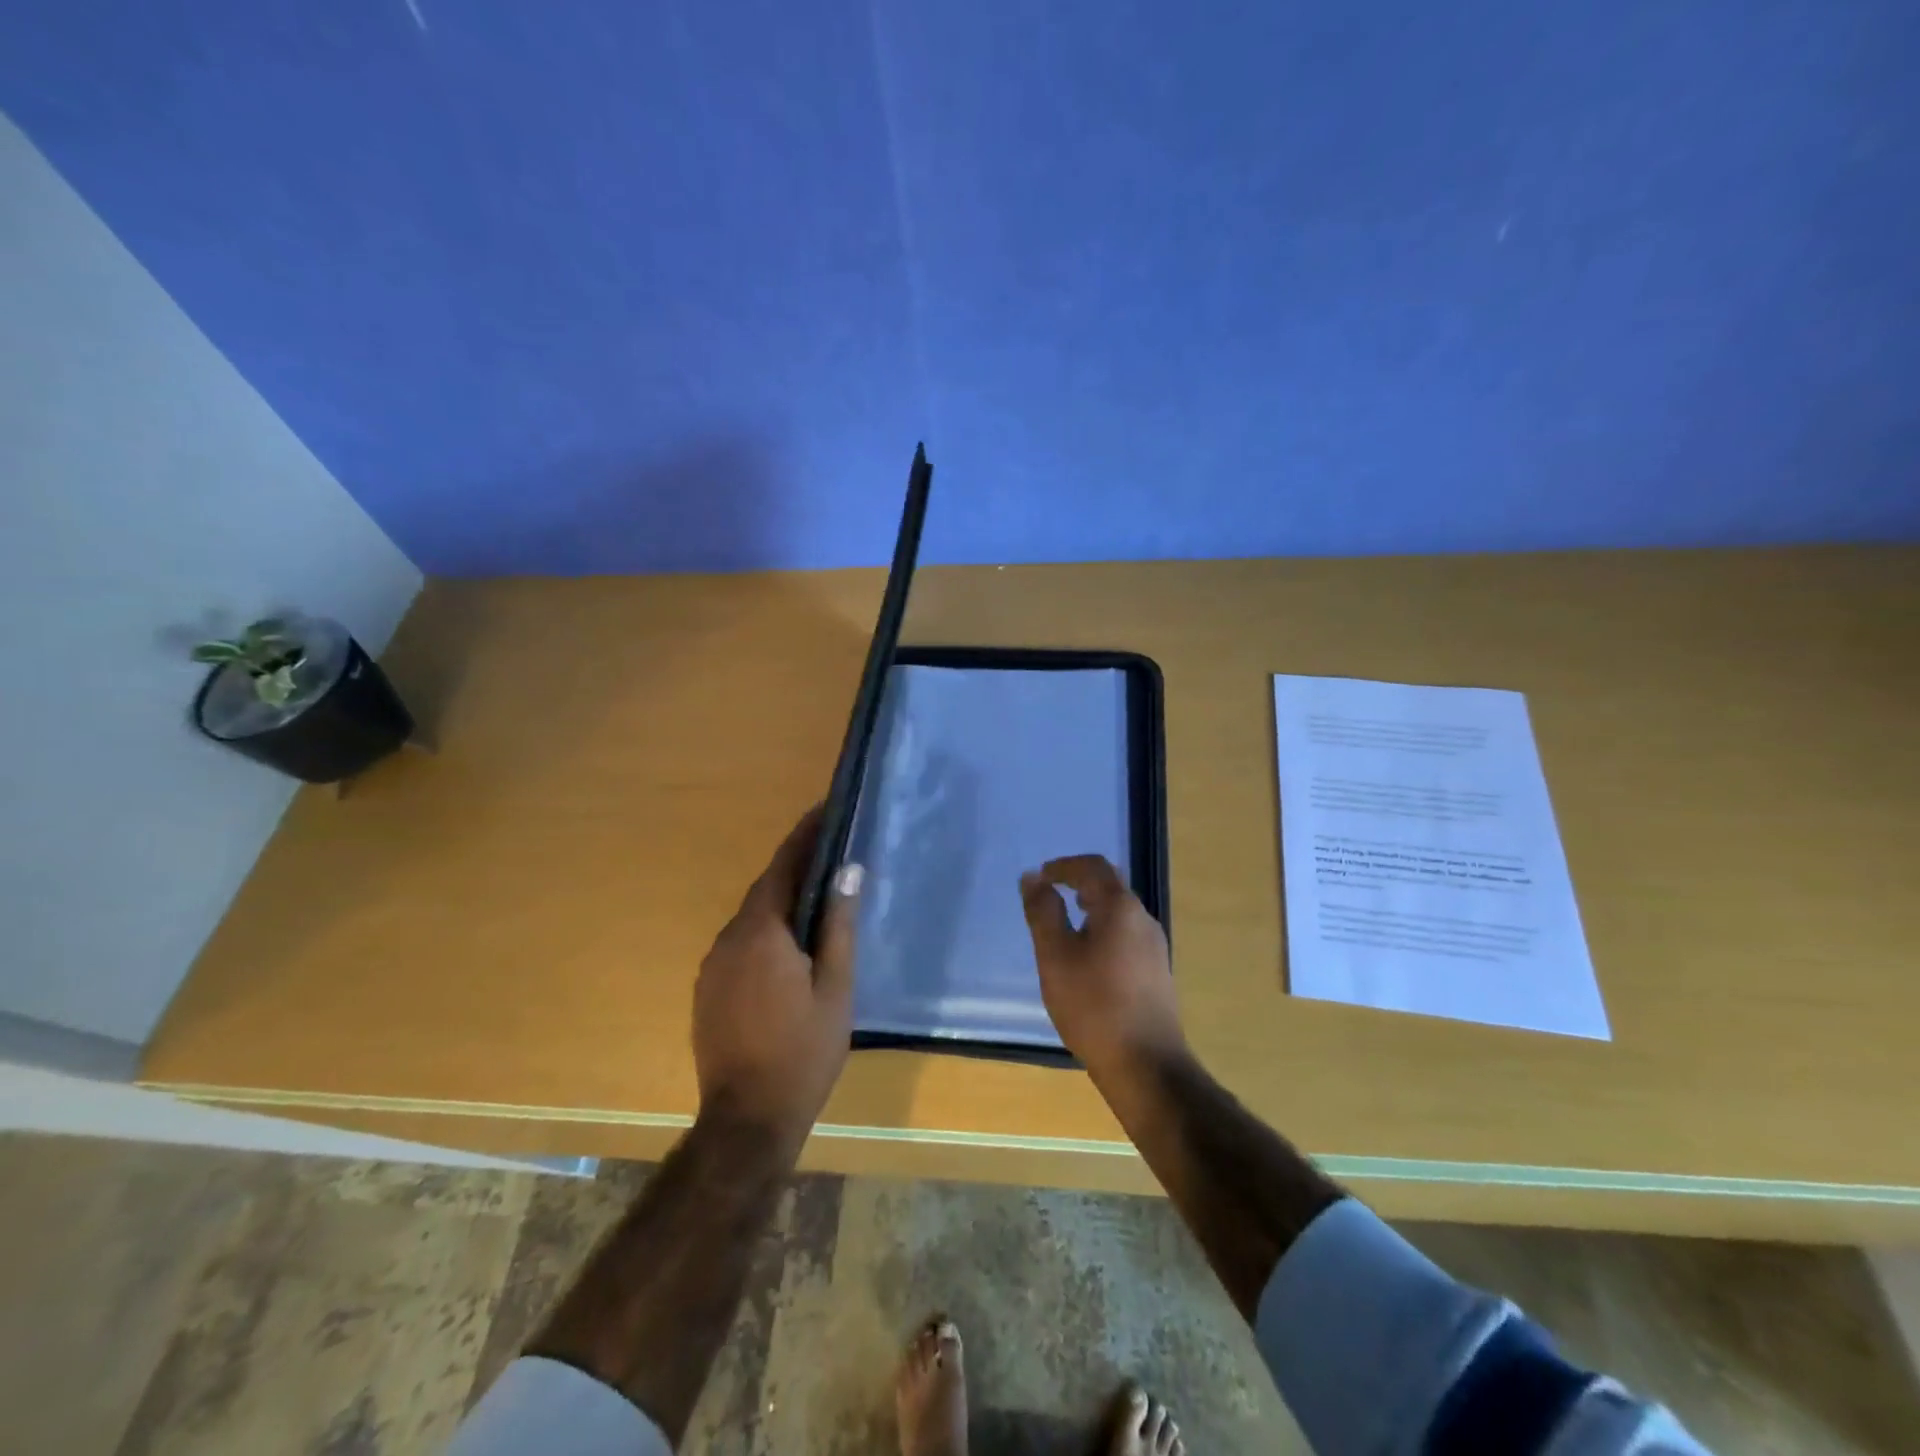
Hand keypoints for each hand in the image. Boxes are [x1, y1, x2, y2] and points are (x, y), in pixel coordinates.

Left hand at [693, 806, 859, 1144]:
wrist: (747, 1119)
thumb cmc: (803, 1051)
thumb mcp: (835, 988)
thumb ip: (839, 925)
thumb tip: (848, 870)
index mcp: (762, 933)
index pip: (782, 866)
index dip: (803, 836)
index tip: (824, 810)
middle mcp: (729, 939)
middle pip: (764, 889)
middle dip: (795, 867)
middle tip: (830, 852)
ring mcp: (713, 965)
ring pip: (751, 917)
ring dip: (780, 901)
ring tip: (816, 897)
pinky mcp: (707, 988)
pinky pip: (740, 943)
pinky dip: (766, 930)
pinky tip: (789, 946)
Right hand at [1020, 855, 1184, 1081]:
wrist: (1146, 1065)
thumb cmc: (1093, 1005)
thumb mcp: (1055, 956)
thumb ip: (1043, 912)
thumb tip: (1033, 877)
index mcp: (1120, 908)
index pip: (1093, 866)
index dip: (1064, 866)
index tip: (1040, 877)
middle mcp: (1143, 919)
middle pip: (1110, 886)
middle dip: (1078, 884)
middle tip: (1050, 896)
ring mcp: (1154, 947)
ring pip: (1119, 912)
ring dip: (1091, 909)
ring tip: (1064, 927)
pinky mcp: (1157, 972)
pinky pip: (1126, 935)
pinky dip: (1102, 930)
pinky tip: (1086, 960)